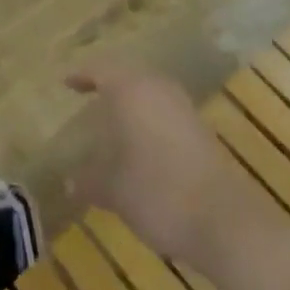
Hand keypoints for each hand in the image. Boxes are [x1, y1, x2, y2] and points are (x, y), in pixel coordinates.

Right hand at [66, 59, 254, 271]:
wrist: (224, 220)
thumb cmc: (157, 192)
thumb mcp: (113, 190)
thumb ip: (89, 180)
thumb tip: (69, 181)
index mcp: (131, 90)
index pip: (100, 70)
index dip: (81, 75)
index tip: (66, 82)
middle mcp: (157, 88)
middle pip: (128, 75)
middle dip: (108, 85)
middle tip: (88, 95)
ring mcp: (183, 108)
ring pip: (150, 92)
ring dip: (131, 102)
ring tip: (111, 121)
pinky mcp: (201, 130)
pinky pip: (165, 111)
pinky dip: (148, 119)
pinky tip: (140, 144)